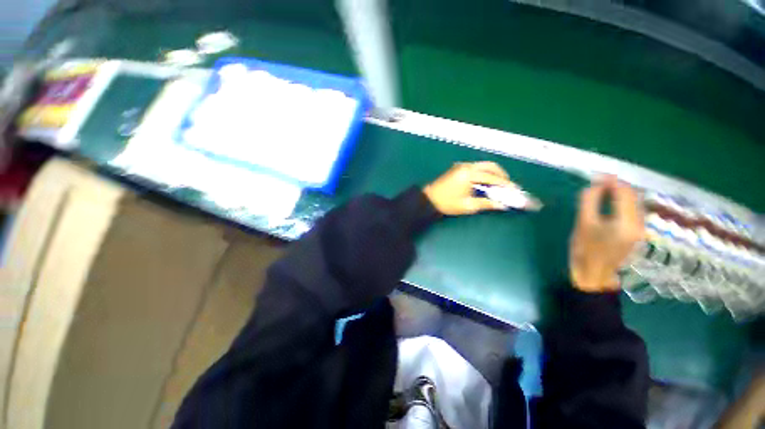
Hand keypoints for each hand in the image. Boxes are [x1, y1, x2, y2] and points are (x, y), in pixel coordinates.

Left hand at [424, 162, 513, 214]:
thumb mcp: (468, 206)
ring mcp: (461, 165)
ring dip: (492, 173)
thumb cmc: (447, 204)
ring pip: (483, 165)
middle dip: (501, 175)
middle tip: (508, 186)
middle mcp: (466, 166)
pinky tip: (485, 182)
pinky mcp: (457, 168)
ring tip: (498, 185)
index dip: (505, 184)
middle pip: (490, 166)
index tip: (516, 189)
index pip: (492, 177)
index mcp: (469, 174)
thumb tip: (502, 205)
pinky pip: (475, 167)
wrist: (428, 200)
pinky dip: (483, 173)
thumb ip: (486, 204)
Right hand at [569, 176, 644, 292]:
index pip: (624, 193)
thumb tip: (594, 185)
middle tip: (599, 182)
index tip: (597, 176)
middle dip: (617, 186)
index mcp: (626, 223)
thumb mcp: (582, 225)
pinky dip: (624, 203)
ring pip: (635, 203)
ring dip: (621, 194)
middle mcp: (640, 224)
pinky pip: (634, 211)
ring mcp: (642, 230)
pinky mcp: (639, 233)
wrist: (596, 277)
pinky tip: (612, 203)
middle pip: (633, 196)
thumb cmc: (586, 252)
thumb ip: (589, 202)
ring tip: (604, 190)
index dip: (612, 181)